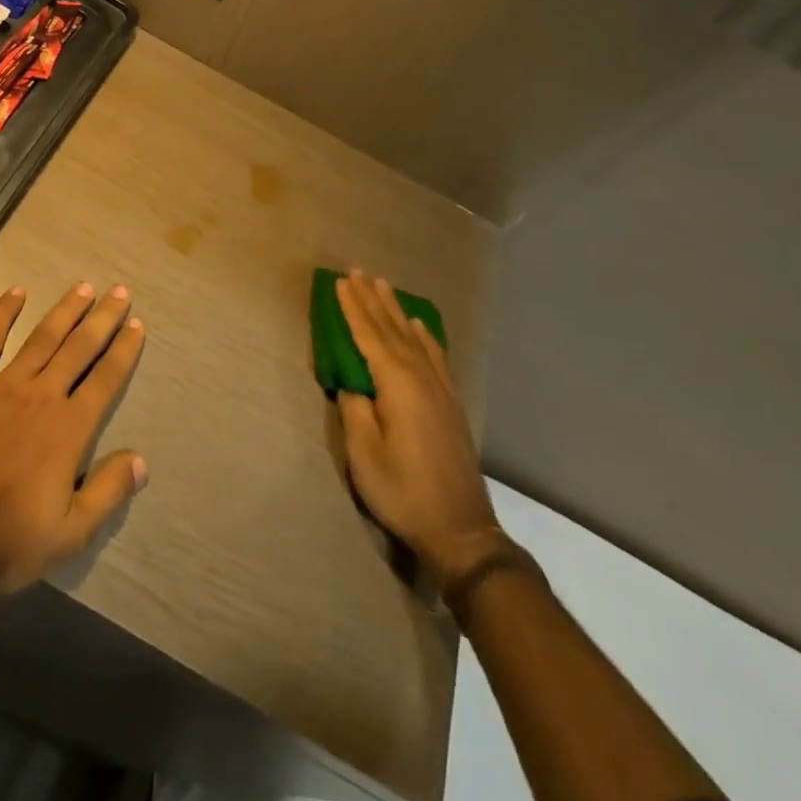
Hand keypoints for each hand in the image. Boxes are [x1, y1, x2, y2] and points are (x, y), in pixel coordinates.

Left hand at [0, 282, 148, 595]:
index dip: (124, 349)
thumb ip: (108, 492)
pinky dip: (2, 314)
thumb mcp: (70, 534)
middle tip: (119, 291)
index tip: (137, 324)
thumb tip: (142, 460)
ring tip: (83, 287)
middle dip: (102, 318)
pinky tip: (17, 292)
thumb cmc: (6, 543)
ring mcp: (1, 386)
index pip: (106, 378)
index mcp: (69, 429)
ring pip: (42, 337)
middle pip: (79, 348)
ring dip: (65, 310)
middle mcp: (41, 396)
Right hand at [334, 269, 500, 584]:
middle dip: (372, 299)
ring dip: (395, 310)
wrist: (460, 529)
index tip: (340, 282)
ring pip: (414, 337)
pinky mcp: (450, 402)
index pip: (369, 336)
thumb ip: (355, 410)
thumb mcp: (364, 454)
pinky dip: (423, 334)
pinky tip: (419, 326)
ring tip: (384, 286)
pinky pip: (434, 354)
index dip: (353, 308)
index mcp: (397, 385)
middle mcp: (421, 377)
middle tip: (358, 271)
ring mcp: (439, 389)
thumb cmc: (404, 491)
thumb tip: (352, 383)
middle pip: (392, 329)